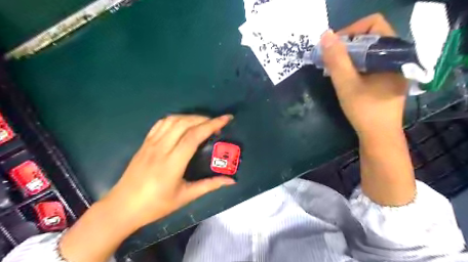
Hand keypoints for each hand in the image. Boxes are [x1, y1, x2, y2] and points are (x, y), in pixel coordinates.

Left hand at [104, 114, 233, 227]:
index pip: (194, 136)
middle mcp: (161, 148)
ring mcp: (151, 143)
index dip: (212, 125)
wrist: (122, 207)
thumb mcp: (185, 197)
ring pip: (172, 120)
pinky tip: (183, 124)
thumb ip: (210, 185)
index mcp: (172, 163)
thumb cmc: (156, 205)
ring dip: (191, 117)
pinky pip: (161, 123)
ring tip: (202, 122)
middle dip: (204, 119)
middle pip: (184, 123)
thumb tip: (231, 181)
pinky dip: (176, 118)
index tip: (226, 119)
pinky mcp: (145, 143)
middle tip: (217, 123)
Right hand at [321, 13, 407, 137]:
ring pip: (368, 51)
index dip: (350, 31)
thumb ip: (336, 59)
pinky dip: (354, 65)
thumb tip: (325, 35)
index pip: (373, 24)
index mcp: (393, 53)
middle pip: (370, 37)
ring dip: (348, 56)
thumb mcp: (346, 84)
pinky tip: (343, 76)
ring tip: (333, 68)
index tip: (332, 48)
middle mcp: (396, 57)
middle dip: (346, 46)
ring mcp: (392, 68)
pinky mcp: (386, 78)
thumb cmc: (364, 110)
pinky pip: (369, 62)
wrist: (379, 136)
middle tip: (329, 59)